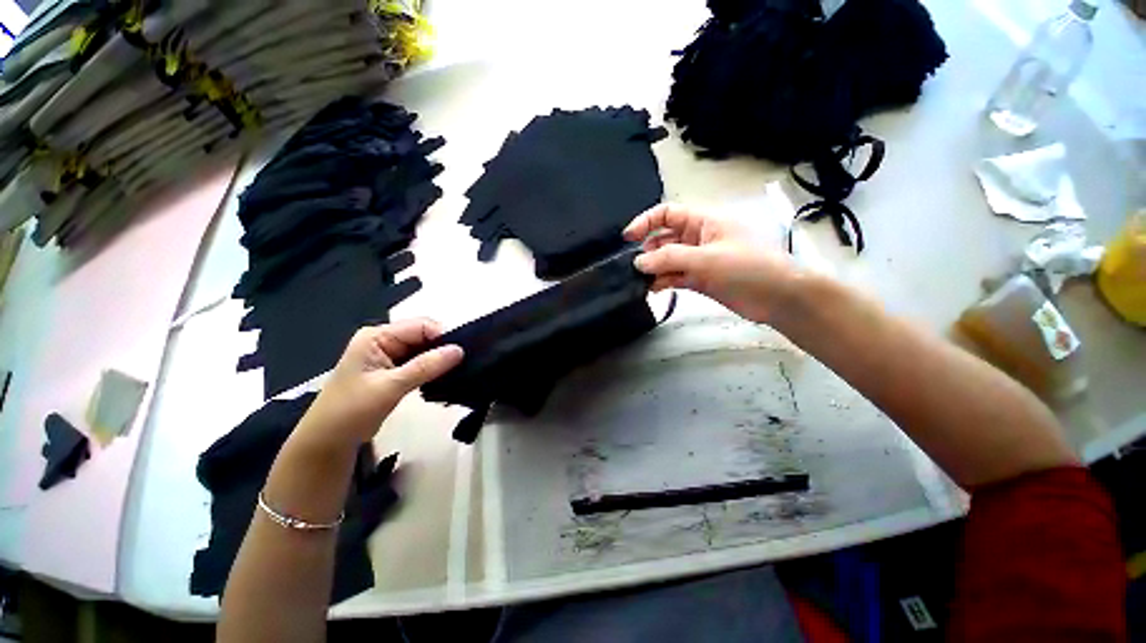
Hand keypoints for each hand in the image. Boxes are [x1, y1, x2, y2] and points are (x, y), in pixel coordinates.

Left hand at [294, 319, 462, 450]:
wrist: (329, 440)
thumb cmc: (351, 410)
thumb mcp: (390, 386)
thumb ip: (425, 366)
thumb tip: (459, 350)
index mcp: (377, 336)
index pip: (420, 326)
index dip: (443, 336)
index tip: (463, 353)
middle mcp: (384, 340)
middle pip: (424, 336)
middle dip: (443, 348)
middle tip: (465, 363)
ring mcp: (390, 355)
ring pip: (425, 350)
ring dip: (440, 360)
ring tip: (460, 370)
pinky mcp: (395, 370)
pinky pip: (421, 363)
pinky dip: (433, 369)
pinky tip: (445, 377)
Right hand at [624, 203, 800, 323]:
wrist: (779, 298)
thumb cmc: (748, 268)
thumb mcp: (707, 259)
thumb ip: (670, 259)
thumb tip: (638, 262)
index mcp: (704, 221)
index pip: (668, 214)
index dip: (646, 222)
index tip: (627, 239)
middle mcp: (698, 237)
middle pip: (664, 238)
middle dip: (648, 250)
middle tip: (633, 267)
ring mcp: (699, 259)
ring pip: (668, 259)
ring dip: (654, 268)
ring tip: (640, 280)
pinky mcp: (700, 278)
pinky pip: (675, 276)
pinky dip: (663, 281)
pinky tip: (653, 289)